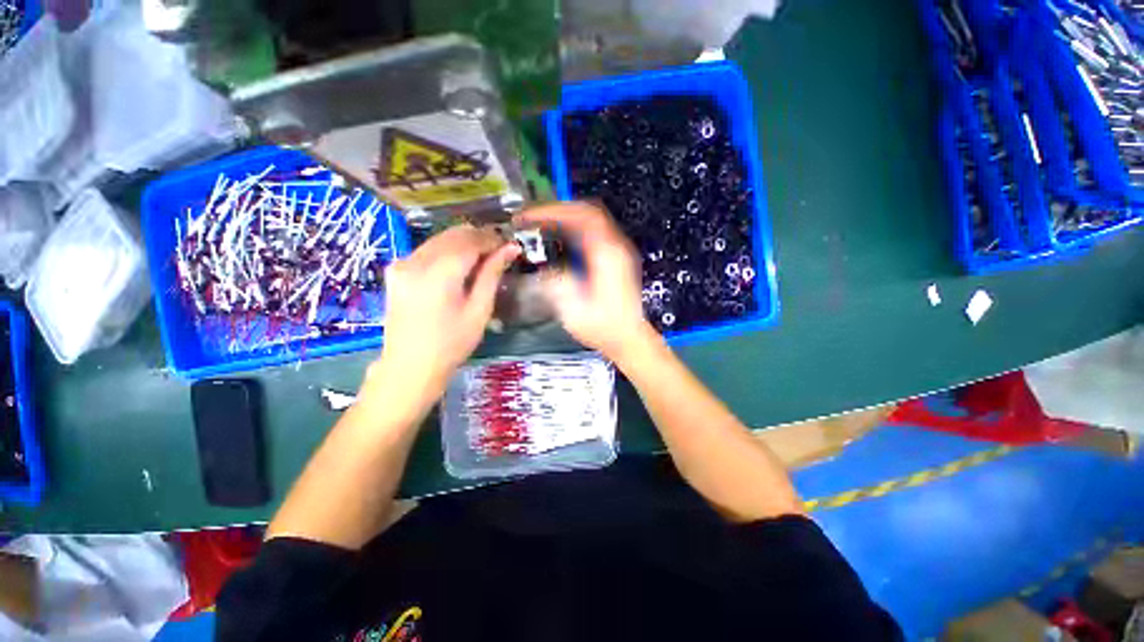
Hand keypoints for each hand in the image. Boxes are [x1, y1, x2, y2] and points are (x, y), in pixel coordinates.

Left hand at [372, 225, 519, 402]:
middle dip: (479, 237)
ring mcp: (402, 263)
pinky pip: (427, 249)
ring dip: (463, 243)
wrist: (409, 366)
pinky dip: (447, 251)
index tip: (509, 244)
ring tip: (482, 259)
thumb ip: (492, 274)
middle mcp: (416, 260)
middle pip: (453, 234)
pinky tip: (459, 266)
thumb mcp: (479, 310)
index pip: (471, 240)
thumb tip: (510, 248)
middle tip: (499, 251)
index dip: (492, 238)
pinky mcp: (396, 270)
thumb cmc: (451, 344)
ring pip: (439, 239)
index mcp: (439, 273)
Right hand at [518, 202, 657, 361]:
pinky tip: (559, 240)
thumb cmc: (602, 327)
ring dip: (566, 218)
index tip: (529, 216)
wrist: (628, 339)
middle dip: (558, 210)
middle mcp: (615, 246)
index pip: (581, 215)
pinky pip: (594, 233)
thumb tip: (544, 267)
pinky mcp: (616, 259)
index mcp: (606, 254)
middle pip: (588, 211)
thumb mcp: (573, 309)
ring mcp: (618, 251)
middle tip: (532, 218)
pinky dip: (574, 229)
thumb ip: (556, 282)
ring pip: (592, 220)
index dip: (553, 210)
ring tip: (541, 225)